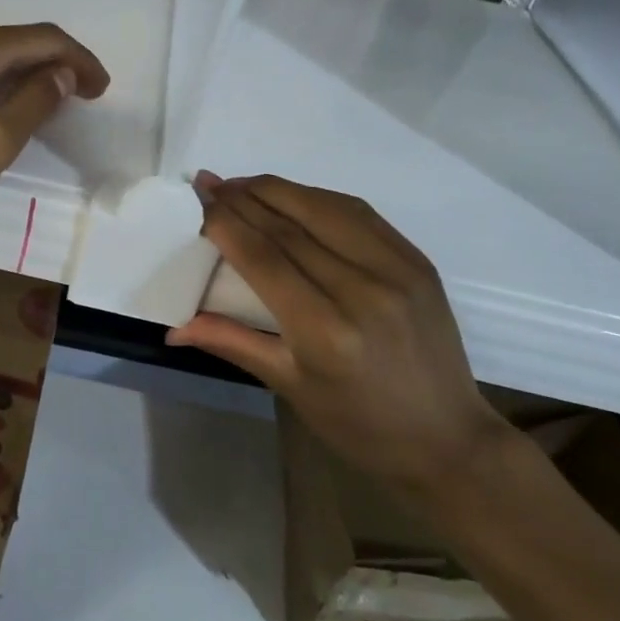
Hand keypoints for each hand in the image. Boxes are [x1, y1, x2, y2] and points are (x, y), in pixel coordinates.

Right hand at [167, 173, 509, 494]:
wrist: (446, 439)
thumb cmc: (358, 425)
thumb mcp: (289, 387)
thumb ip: (232, 342)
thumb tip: (173, 330)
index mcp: (325, 331)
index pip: (264, 257)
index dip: (226, 221)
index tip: (199, 199)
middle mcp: (362, 290)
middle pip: (290, 225)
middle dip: (244, 198)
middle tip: (210, 181)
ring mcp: (397, 270)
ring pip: (325, 208)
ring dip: (279, 190)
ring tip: (243, 184)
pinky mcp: (418, 261)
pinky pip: (360, 214)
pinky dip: (319, 198)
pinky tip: (294, 197)